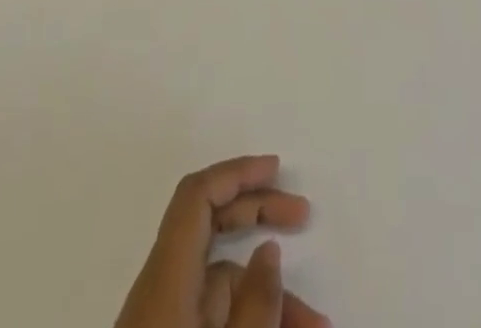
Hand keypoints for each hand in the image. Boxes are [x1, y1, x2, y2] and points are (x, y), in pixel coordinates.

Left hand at [114, 156, 327, 327]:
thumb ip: (254, 306)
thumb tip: (267, 251)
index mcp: (166, 280)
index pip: (196, 197)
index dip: (235, 172)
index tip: (276, 169)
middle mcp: (162, 292)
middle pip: (209, 228)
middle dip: (258, 215)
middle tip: (305, 216)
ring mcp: (165, 323)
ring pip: (222, 287)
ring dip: (269, 298)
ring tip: (318, 325)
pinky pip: (216, 321)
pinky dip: (251, 323)